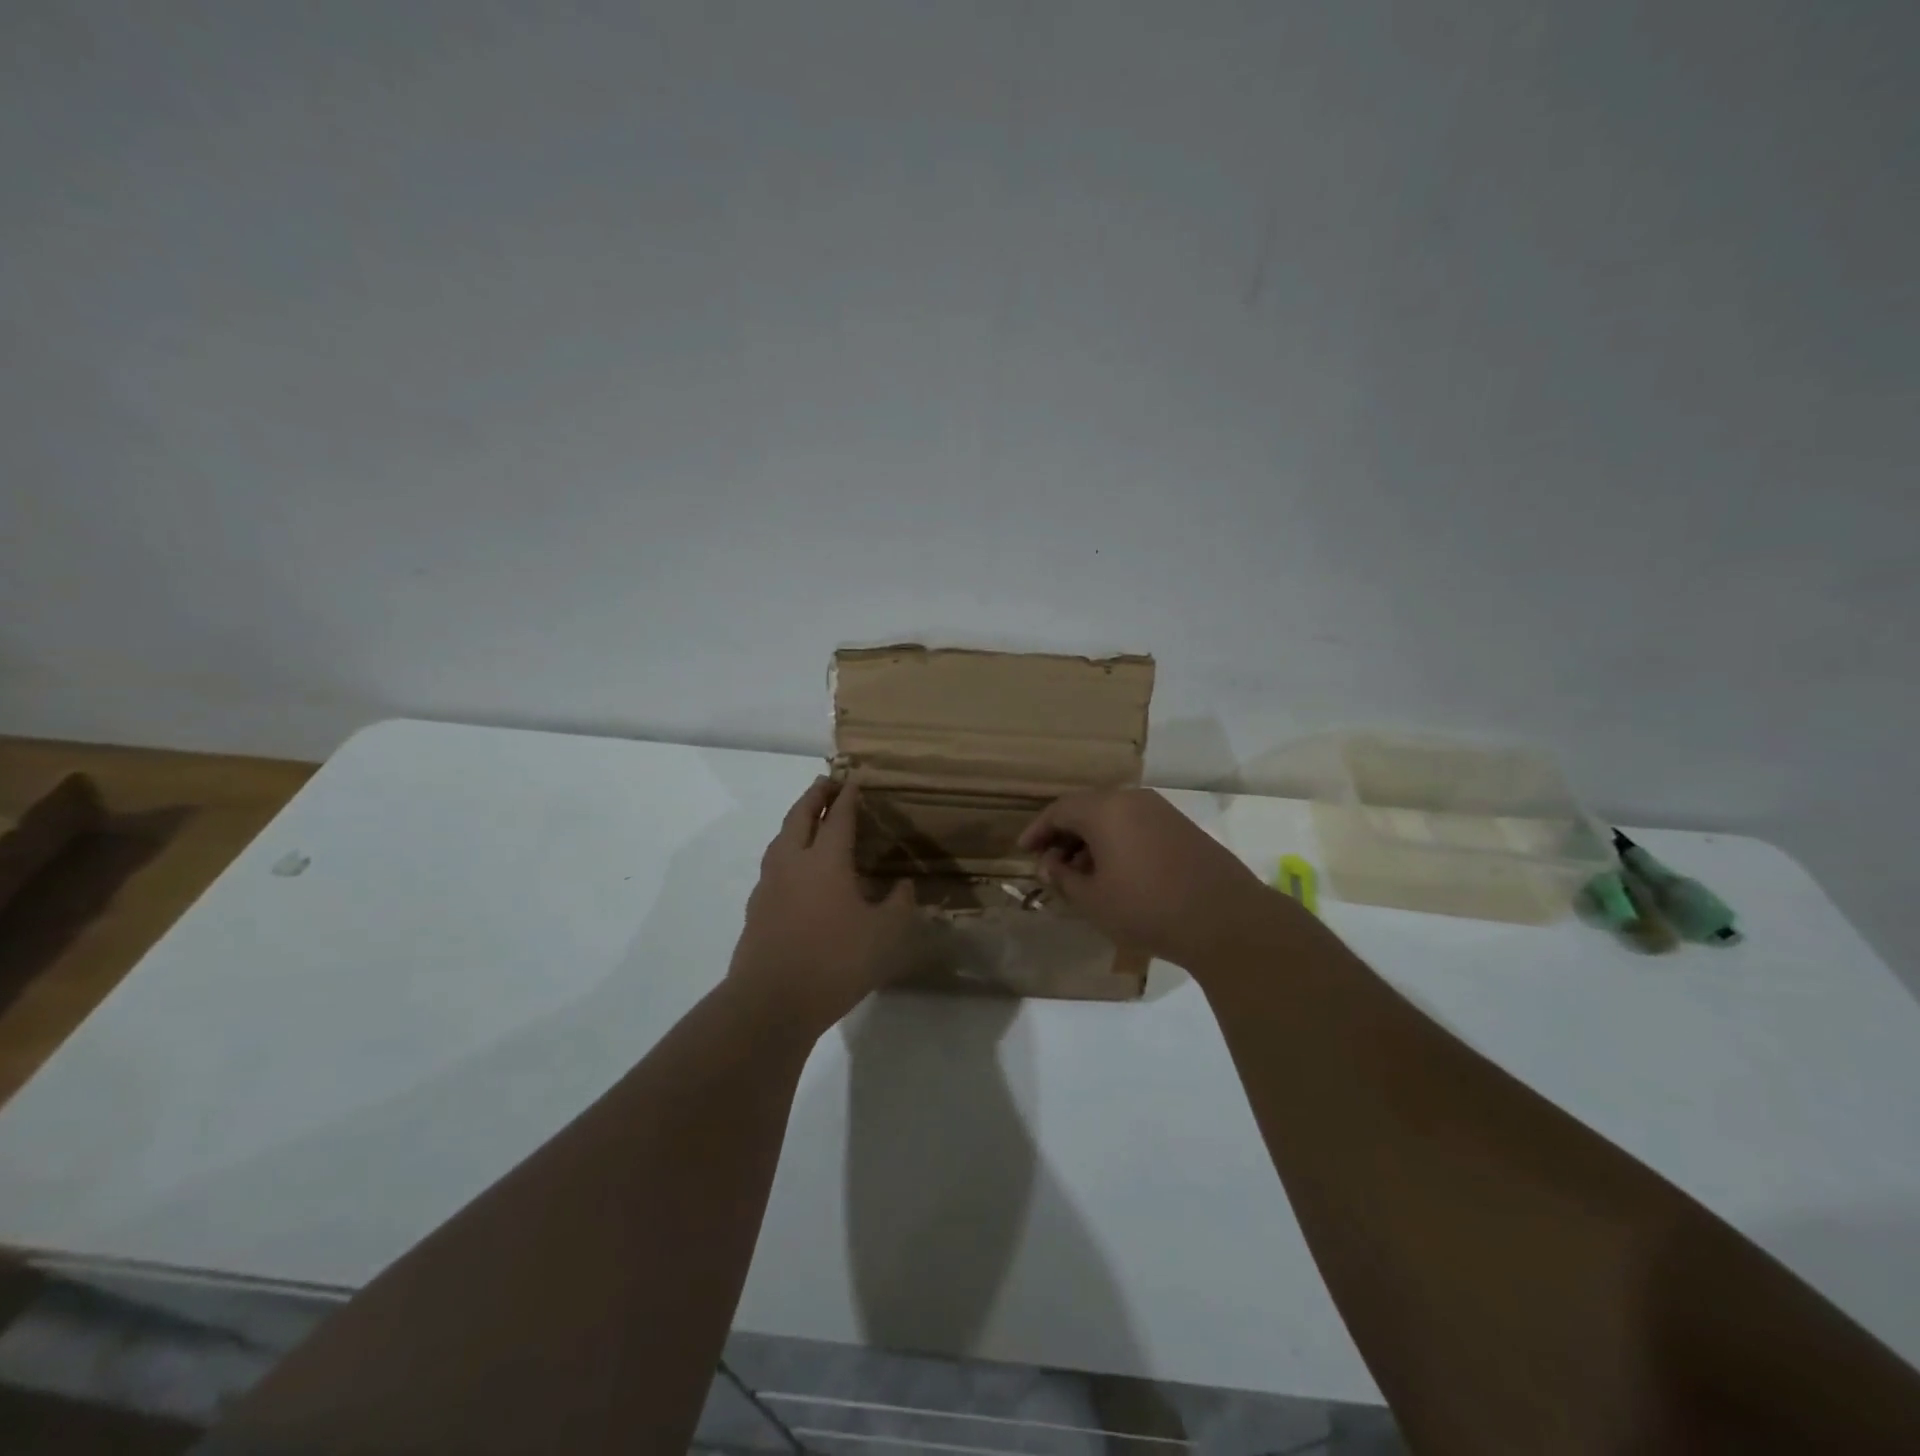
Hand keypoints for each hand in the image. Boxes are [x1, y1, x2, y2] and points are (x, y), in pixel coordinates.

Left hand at [729, 777, 918, 1037]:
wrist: (770, 1002)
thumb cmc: (835, 962)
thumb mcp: (885, 935)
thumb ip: (899, 905)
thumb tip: (904, 885)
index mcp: (825, 860)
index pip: (838, 817)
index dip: (848, 797)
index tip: (854, 779)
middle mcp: (793, 862)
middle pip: (800, 816)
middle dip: (815, 796)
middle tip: (826, 783)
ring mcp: (769, 885)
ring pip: (780, 838)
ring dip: (795, 820)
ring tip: (808, 818)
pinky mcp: (756, 908)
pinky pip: (773, 865)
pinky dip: (786, 851)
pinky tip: (795, 870)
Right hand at [1018, 788, 1291, 969]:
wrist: (1226, 919)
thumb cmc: (1147, 908)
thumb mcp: (1093, 900)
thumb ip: (1063, 878)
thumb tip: (1047, 865)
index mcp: (1105, 810)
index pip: (1059, 810)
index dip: (1037, 830)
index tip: (1023, 850)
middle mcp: (1132, 800)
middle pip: (1086, 809)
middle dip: (1064, 834)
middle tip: (1050, 863)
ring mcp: (1161, 811)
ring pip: (1113, 817)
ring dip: (1091, 840)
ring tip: (1080, 873)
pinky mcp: (1182, 827)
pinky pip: (1136, 825)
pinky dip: (1117, 842)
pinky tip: (1115, 872)